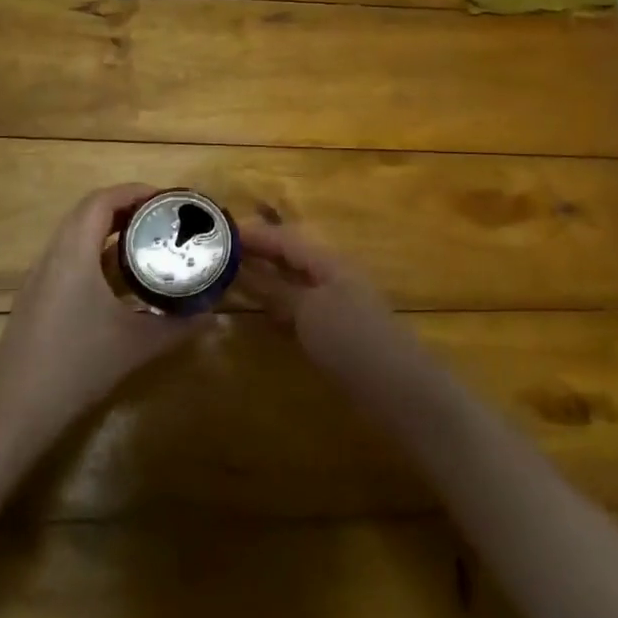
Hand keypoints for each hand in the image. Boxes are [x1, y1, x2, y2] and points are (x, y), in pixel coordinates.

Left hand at [0, 184, 207, 448]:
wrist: (14, 412)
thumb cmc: (77, 367)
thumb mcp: (136, 345)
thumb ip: (177, 327)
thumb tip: (212, 317)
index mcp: (74, 254)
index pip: (100, 201)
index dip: (134, 191)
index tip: (166, 200)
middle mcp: (52, 257)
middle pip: (87, 212)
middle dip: (126, 207)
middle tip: (162, 218)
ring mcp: (39, 278)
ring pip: (74, 235)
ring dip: (109, 230)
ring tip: (146, 242)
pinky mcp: (35, 298)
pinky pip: (67, 258)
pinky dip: (95, 253)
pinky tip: (119, 281)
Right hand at [238, 220, 404, 376]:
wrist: (395, 386)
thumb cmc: (351, 339)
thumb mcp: (309, 311)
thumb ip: (278, 291)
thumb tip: (246, 273)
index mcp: (330, 262)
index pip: (287, 239)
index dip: (256, 234)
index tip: (222, 231)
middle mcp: (334, 275)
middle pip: (292, 256)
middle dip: (261, 252)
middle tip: (223, 252)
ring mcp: (337, 303)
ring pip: (295, 281)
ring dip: (268, 277)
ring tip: (234, 276)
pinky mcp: (337, 330)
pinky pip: (301, 306)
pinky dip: (279, 303)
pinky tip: (264, 310)